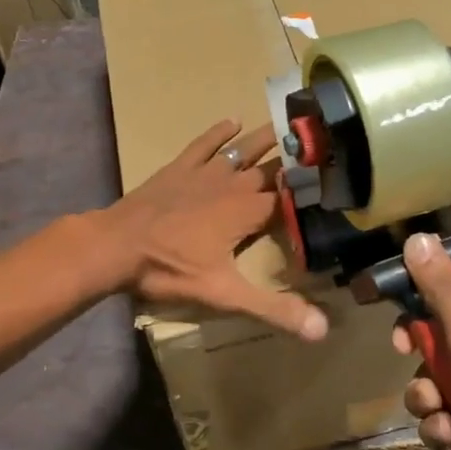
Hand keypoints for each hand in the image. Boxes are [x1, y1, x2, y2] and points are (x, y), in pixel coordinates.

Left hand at [99, 119, 327, 340]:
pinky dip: (219, 132)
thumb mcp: (225, 295)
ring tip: (287, 124)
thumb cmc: (171, 269)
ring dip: (265, 139)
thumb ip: (274, 309)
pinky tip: (232, 120)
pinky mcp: (180, 168)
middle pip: (271, 170)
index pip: (291, 198)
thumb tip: (323, 330)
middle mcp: (233, 185)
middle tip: (320, 147)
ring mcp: (205, 172)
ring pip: (243, 151)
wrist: (116, 246)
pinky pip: (205, 144)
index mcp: (248, 211)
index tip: (334, 181)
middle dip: (295, 161)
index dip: (312, 192)